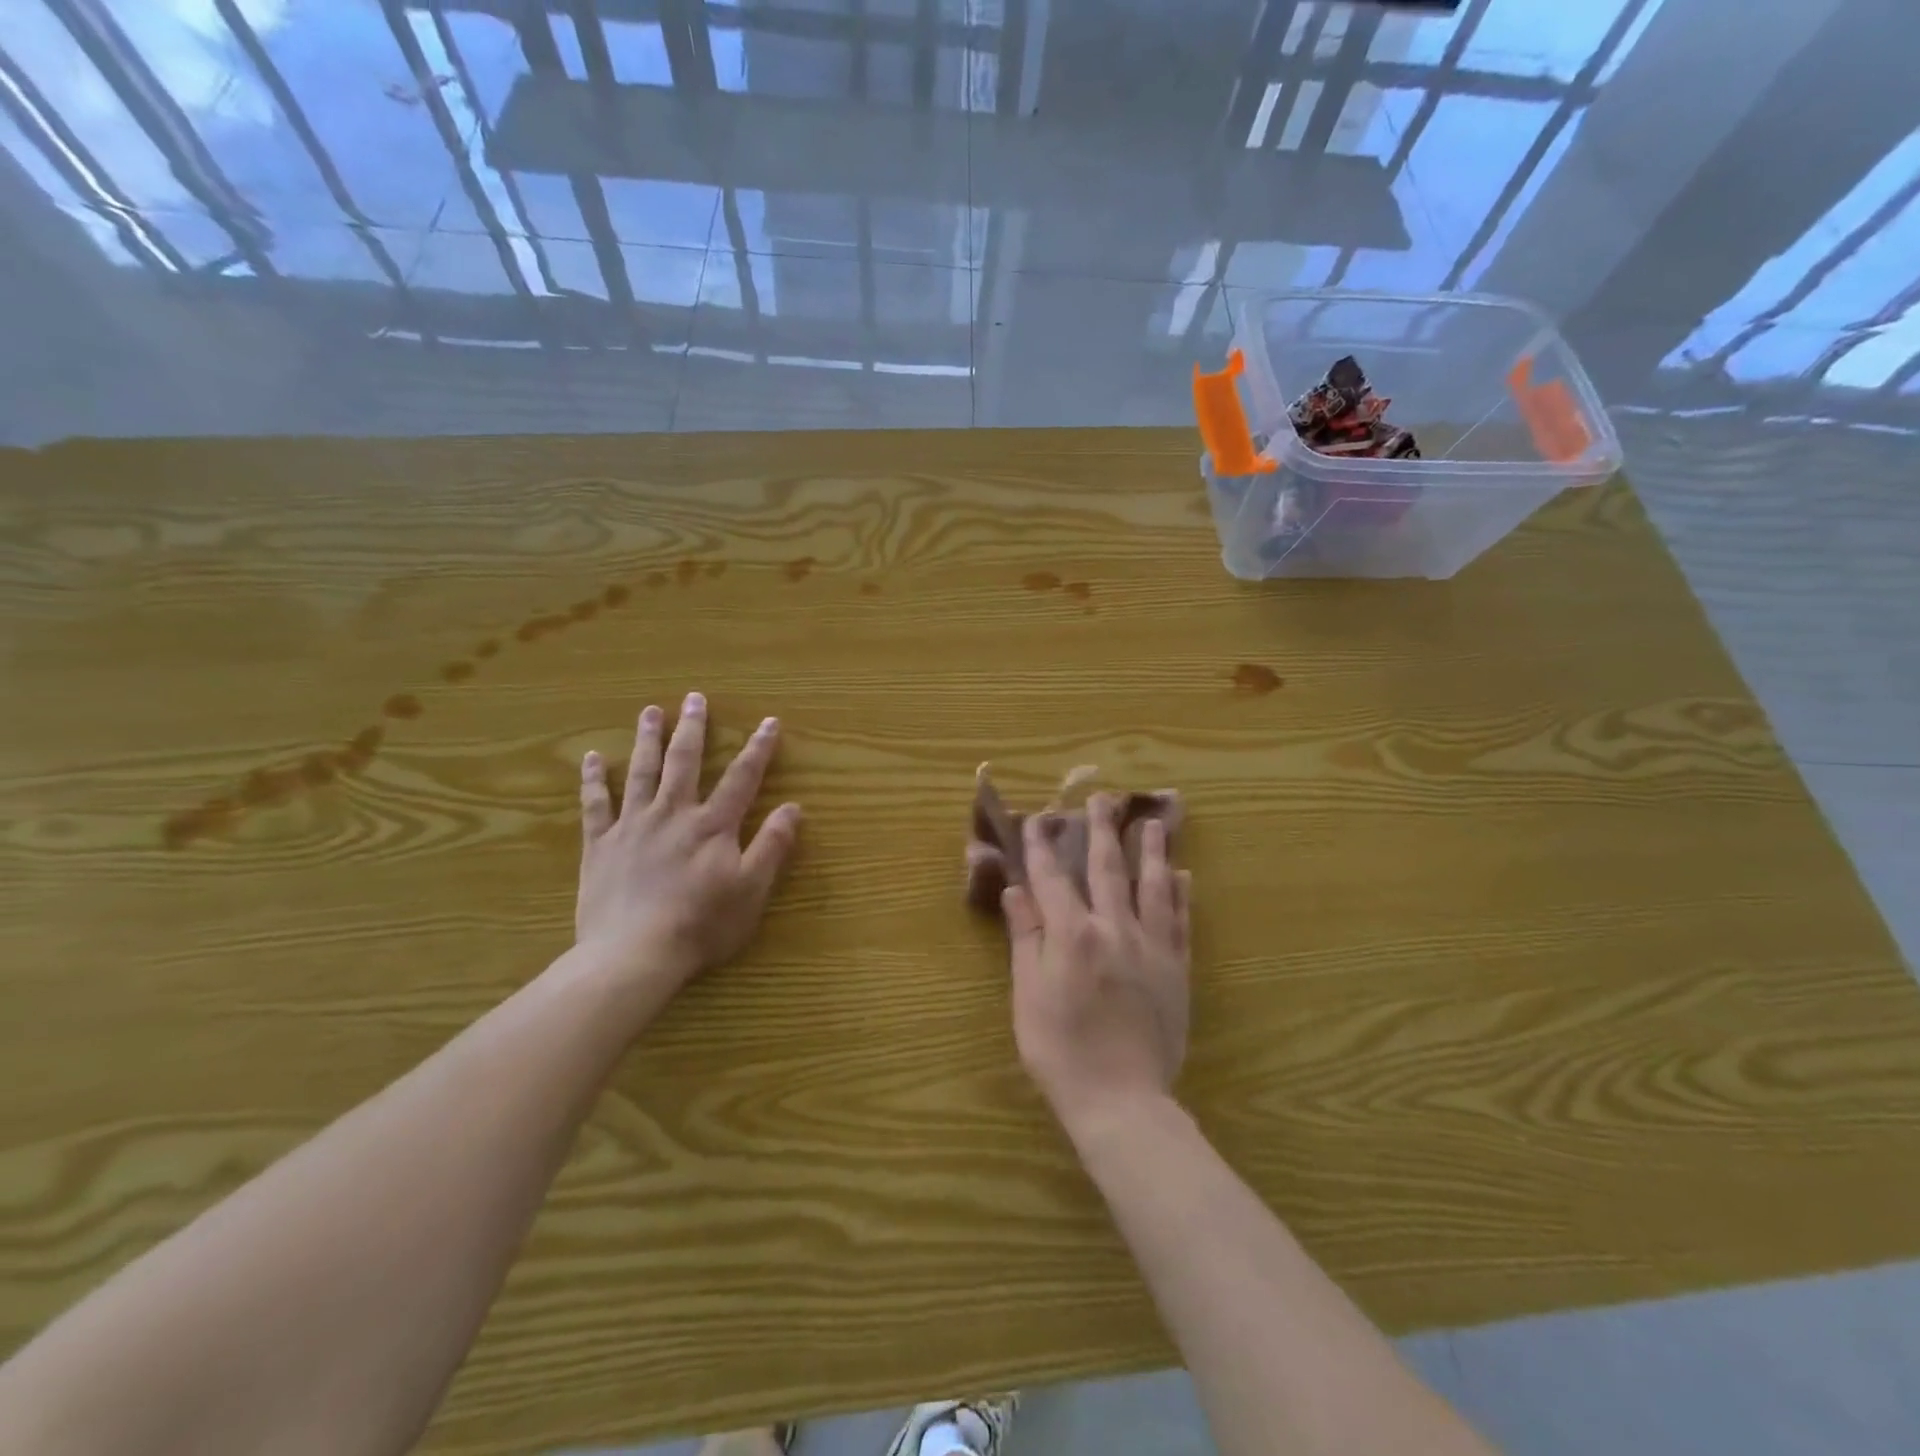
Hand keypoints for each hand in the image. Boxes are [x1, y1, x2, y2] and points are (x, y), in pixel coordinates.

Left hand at [575, 692, 801, 996]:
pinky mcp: (600, 845)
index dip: (758, 748)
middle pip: (685, 762)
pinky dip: (593, 780)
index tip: (768, 721)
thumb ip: (772, 846)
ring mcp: (633, 826)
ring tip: (650, 712)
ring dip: (647, 740)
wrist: (634, 955)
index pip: (742, 778)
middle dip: (693, 729)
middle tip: (694, 698)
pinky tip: (591, 757)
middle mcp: (673, 814)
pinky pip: (595, 805)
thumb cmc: (701, 925)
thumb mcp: (751, 890)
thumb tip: (793, 807)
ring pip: (641, 773)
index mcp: (713, 825)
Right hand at [1003, 794, 1191, 1134]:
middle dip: (1102, 831)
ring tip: (1154, 822)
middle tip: (1103, 798)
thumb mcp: (1028, 995)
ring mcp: (1151, 947)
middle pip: (1107, 869)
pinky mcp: (1177, 968)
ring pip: (1152, 886)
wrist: (1121, 1100)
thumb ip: (1026, 938)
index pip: (1052, 878)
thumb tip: (1017, 890)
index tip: (1038, 819)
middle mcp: (1114, 929)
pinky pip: (1180, 921)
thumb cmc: (1060, 1050)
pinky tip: (1182, 875)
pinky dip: (1180, 894)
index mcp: (1072, 935)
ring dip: (1151, 851)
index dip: (1042, 846)